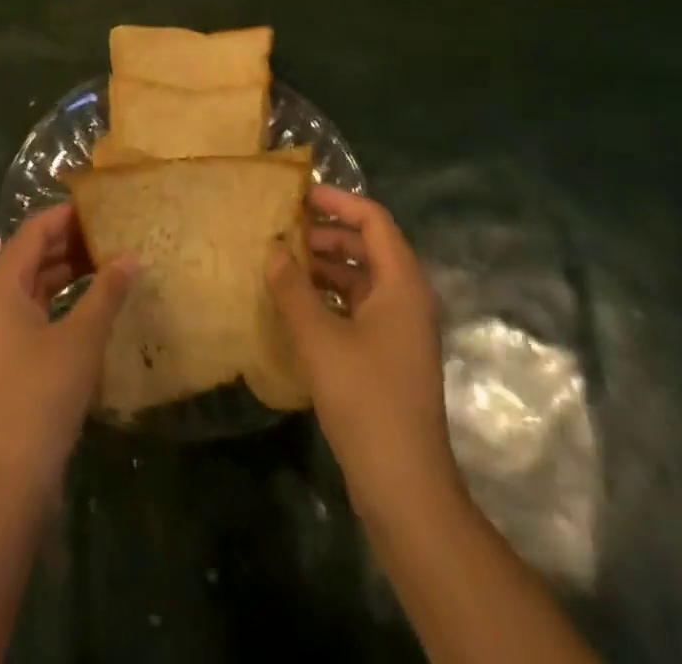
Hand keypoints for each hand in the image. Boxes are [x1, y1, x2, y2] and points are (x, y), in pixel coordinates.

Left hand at [0, 204, 137, 508]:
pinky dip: (65, 303)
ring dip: (70, 273)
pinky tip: (96, 306)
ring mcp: (0, 334)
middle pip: (33, 256)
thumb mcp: (81, 339)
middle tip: (114, 233)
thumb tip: (132, 257)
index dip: (67, 215)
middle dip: (72, 243)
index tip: (103, 206)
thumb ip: (107, 293)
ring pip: (37, 287)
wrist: (7, 481)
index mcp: (1, 287)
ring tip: (112, 262)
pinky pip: (39, 314)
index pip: (33, 231)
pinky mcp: (11, 361)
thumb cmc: (41, 396)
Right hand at [267, 187, 457, 518]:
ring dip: (326, 266)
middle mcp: (407, 298)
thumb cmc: (365, 398)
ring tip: (283, 263)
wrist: (404, 485)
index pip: (374, 220)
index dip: (338, 202)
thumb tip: (273, 251)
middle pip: (369, 246)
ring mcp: (401, 330)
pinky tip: (297, 304)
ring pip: (362, 278)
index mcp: (402, 284)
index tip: (298, 196)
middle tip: (283, 230)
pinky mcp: (390, 356)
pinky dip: (330, 296)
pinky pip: (359, 307)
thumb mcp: (319, 338)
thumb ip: (292, 288)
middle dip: (327, 233)